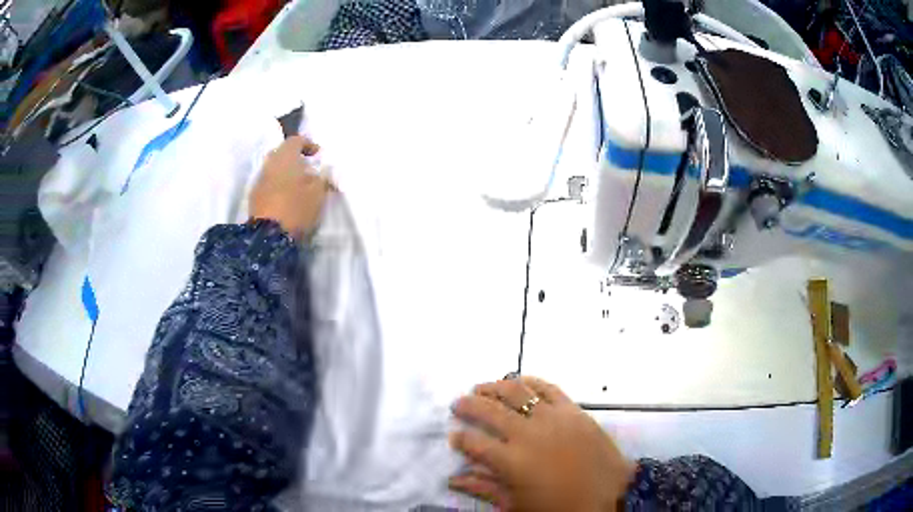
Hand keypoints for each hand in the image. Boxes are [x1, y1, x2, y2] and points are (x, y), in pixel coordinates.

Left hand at [250, 136, 331, 239]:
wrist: (268, 236)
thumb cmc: (296, 207)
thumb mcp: (318, 192)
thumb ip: (323, 178)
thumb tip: (323, 172)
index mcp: (285, 157)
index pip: (296, 140)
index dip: (309, 144)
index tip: (318, 155)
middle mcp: (269, 164)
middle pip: (282, 154)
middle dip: (295, 159)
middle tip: (308, 170)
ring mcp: (259, 181)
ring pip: (275, 170)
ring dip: (287, 174)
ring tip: (300, 187)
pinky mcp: (255, 198)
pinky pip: (269, 185)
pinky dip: (279, 187)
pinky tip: (288, 199)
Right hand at [449, 377, 634, 511]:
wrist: (610, 495)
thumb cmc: (560, 507)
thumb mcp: (517, 505)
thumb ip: (484, 488)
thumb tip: (453, 478)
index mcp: (510, 461)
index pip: (473, 442)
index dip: (459, 438)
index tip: (453, 436)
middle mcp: (527, 433)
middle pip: (489, 410)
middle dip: (467, 405)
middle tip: (457, 404)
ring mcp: (552, 417)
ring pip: (516, 391)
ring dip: (494, 387)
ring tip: (482, 387)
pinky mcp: (572, 409)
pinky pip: (548, 388)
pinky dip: (530, 382)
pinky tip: (519, 382)